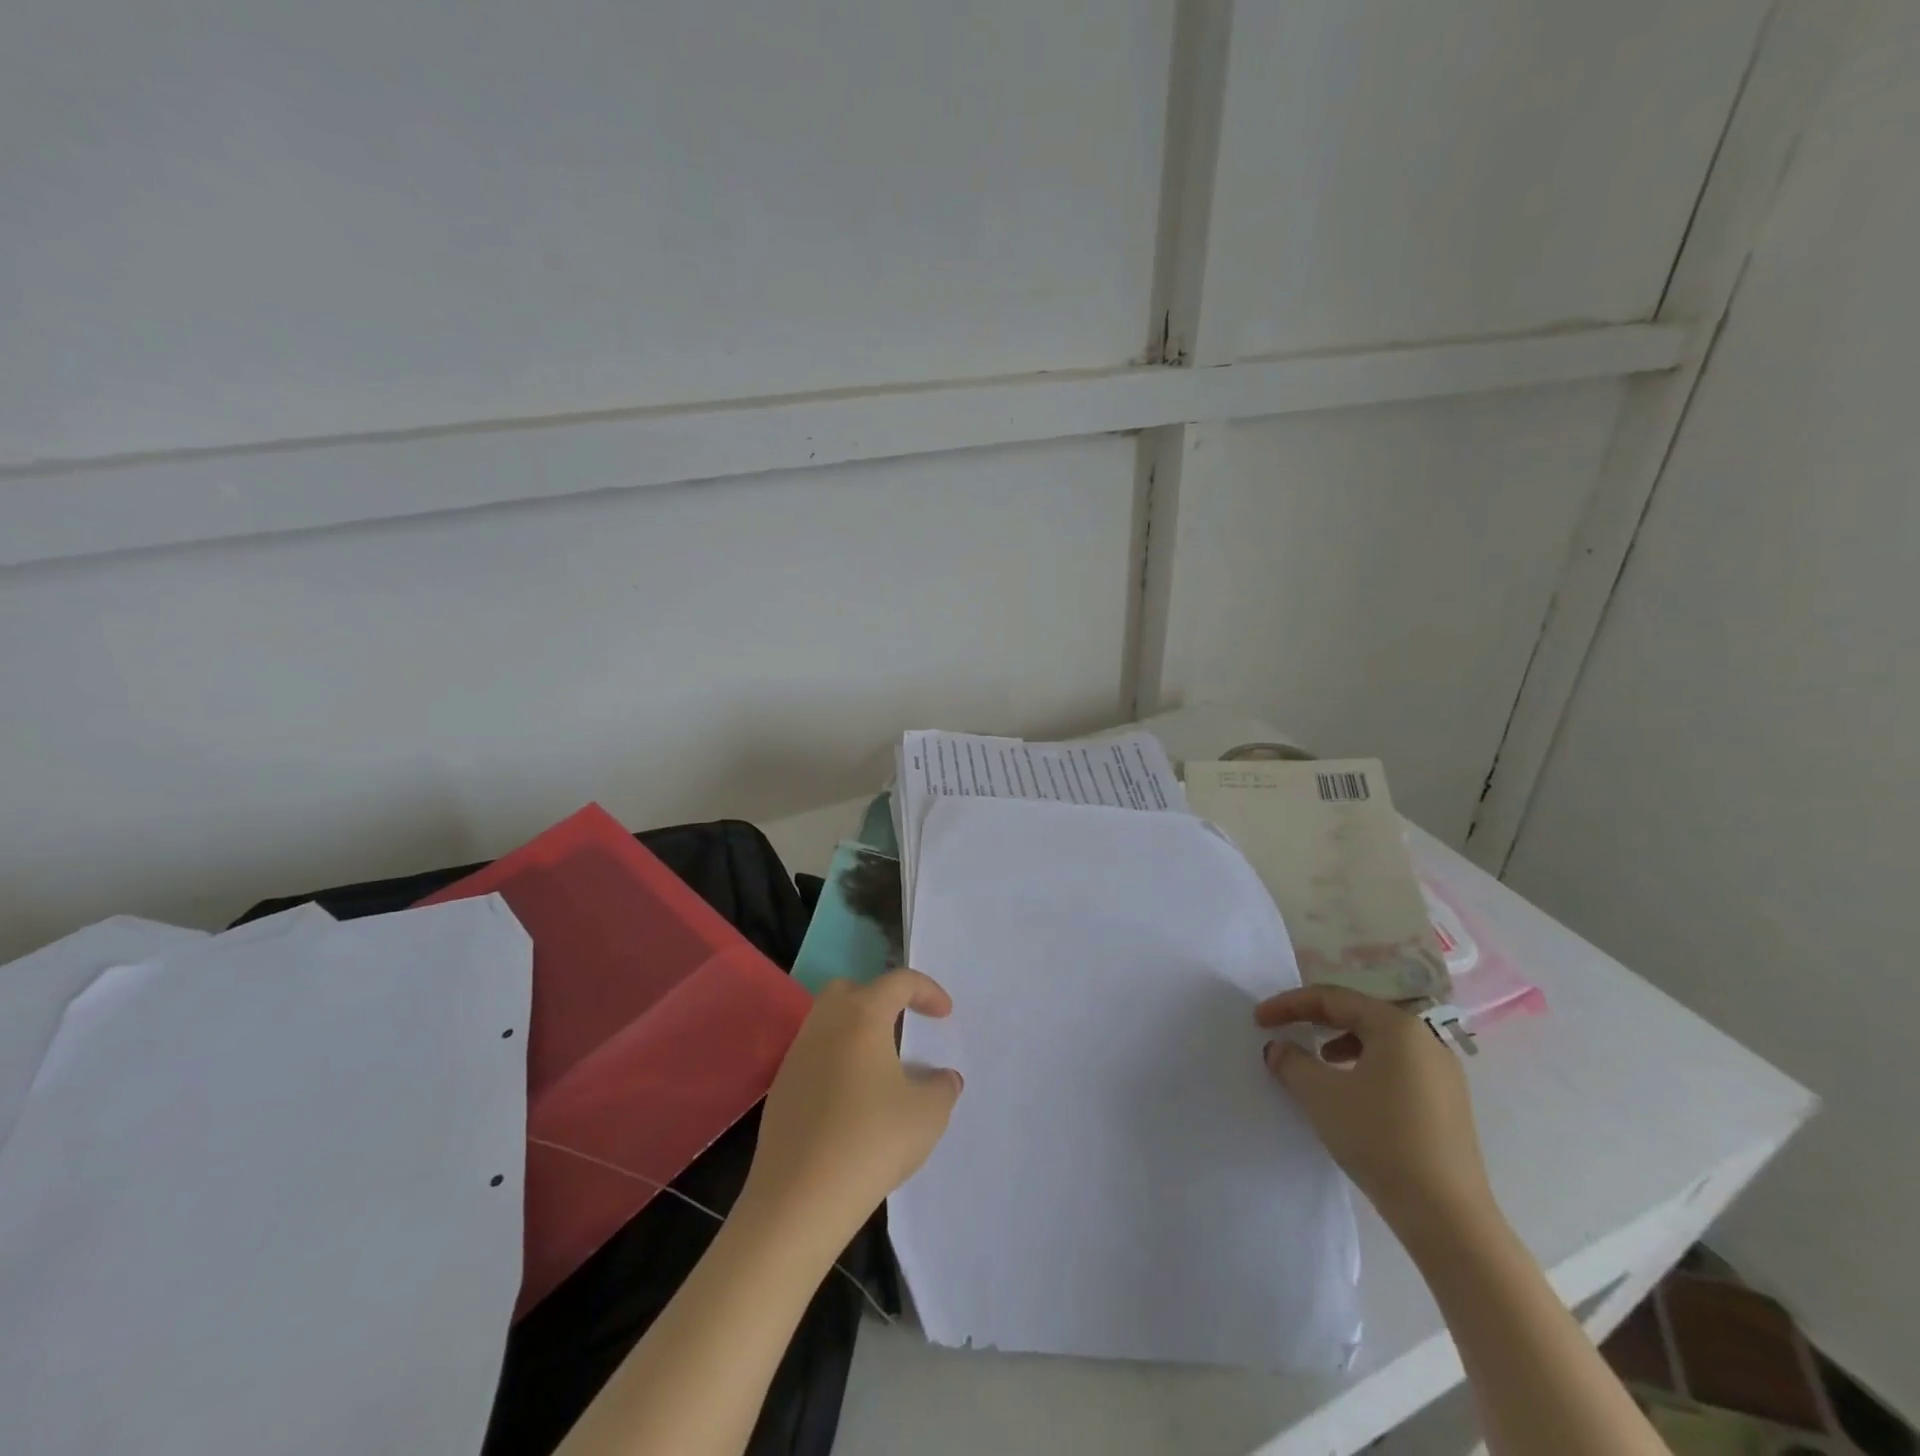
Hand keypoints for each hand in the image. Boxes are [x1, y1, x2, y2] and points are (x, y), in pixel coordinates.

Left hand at [740, 970, 962, 1246]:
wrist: (797, 1199)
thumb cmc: (870, 1142)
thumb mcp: (927, 1115)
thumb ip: (942, 1087)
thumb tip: (943, 1078)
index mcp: (862, 1016)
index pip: (898, 982)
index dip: (927, 991)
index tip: (945, 1014)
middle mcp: (825, 1025)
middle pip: (851, 990)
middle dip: (880, 999)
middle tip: (903, 1026)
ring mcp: (797, 1056)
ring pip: (828, 1022)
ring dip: (856, 1032)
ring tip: (881, 1067)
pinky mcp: (781, 1089)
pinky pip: (815, 1056)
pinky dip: (837, 1062)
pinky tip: (853, 1100)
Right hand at [1256, 985, 1497, 1242]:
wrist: (1446, 1215)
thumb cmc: (1379, 1138)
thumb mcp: (1321, 1094)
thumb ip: (1292, 1061)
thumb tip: (1278, 1048)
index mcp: (1396, 1026)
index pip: (1332, 999)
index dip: (1289, 1004)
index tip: (1259, 1019)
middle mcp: (1425, 1039)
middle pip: (1358, 1014)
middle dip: (1315, 1020)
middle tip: (1284, 1030)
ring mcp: (1442, 1072)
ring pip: (1379, 1041)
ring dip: (1340, 1043)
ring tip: (1317, 1060)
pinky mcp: (1448, 1103)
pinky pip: (1397, 1066)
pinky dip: (1365, 1066)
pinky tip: (1351, 1092)